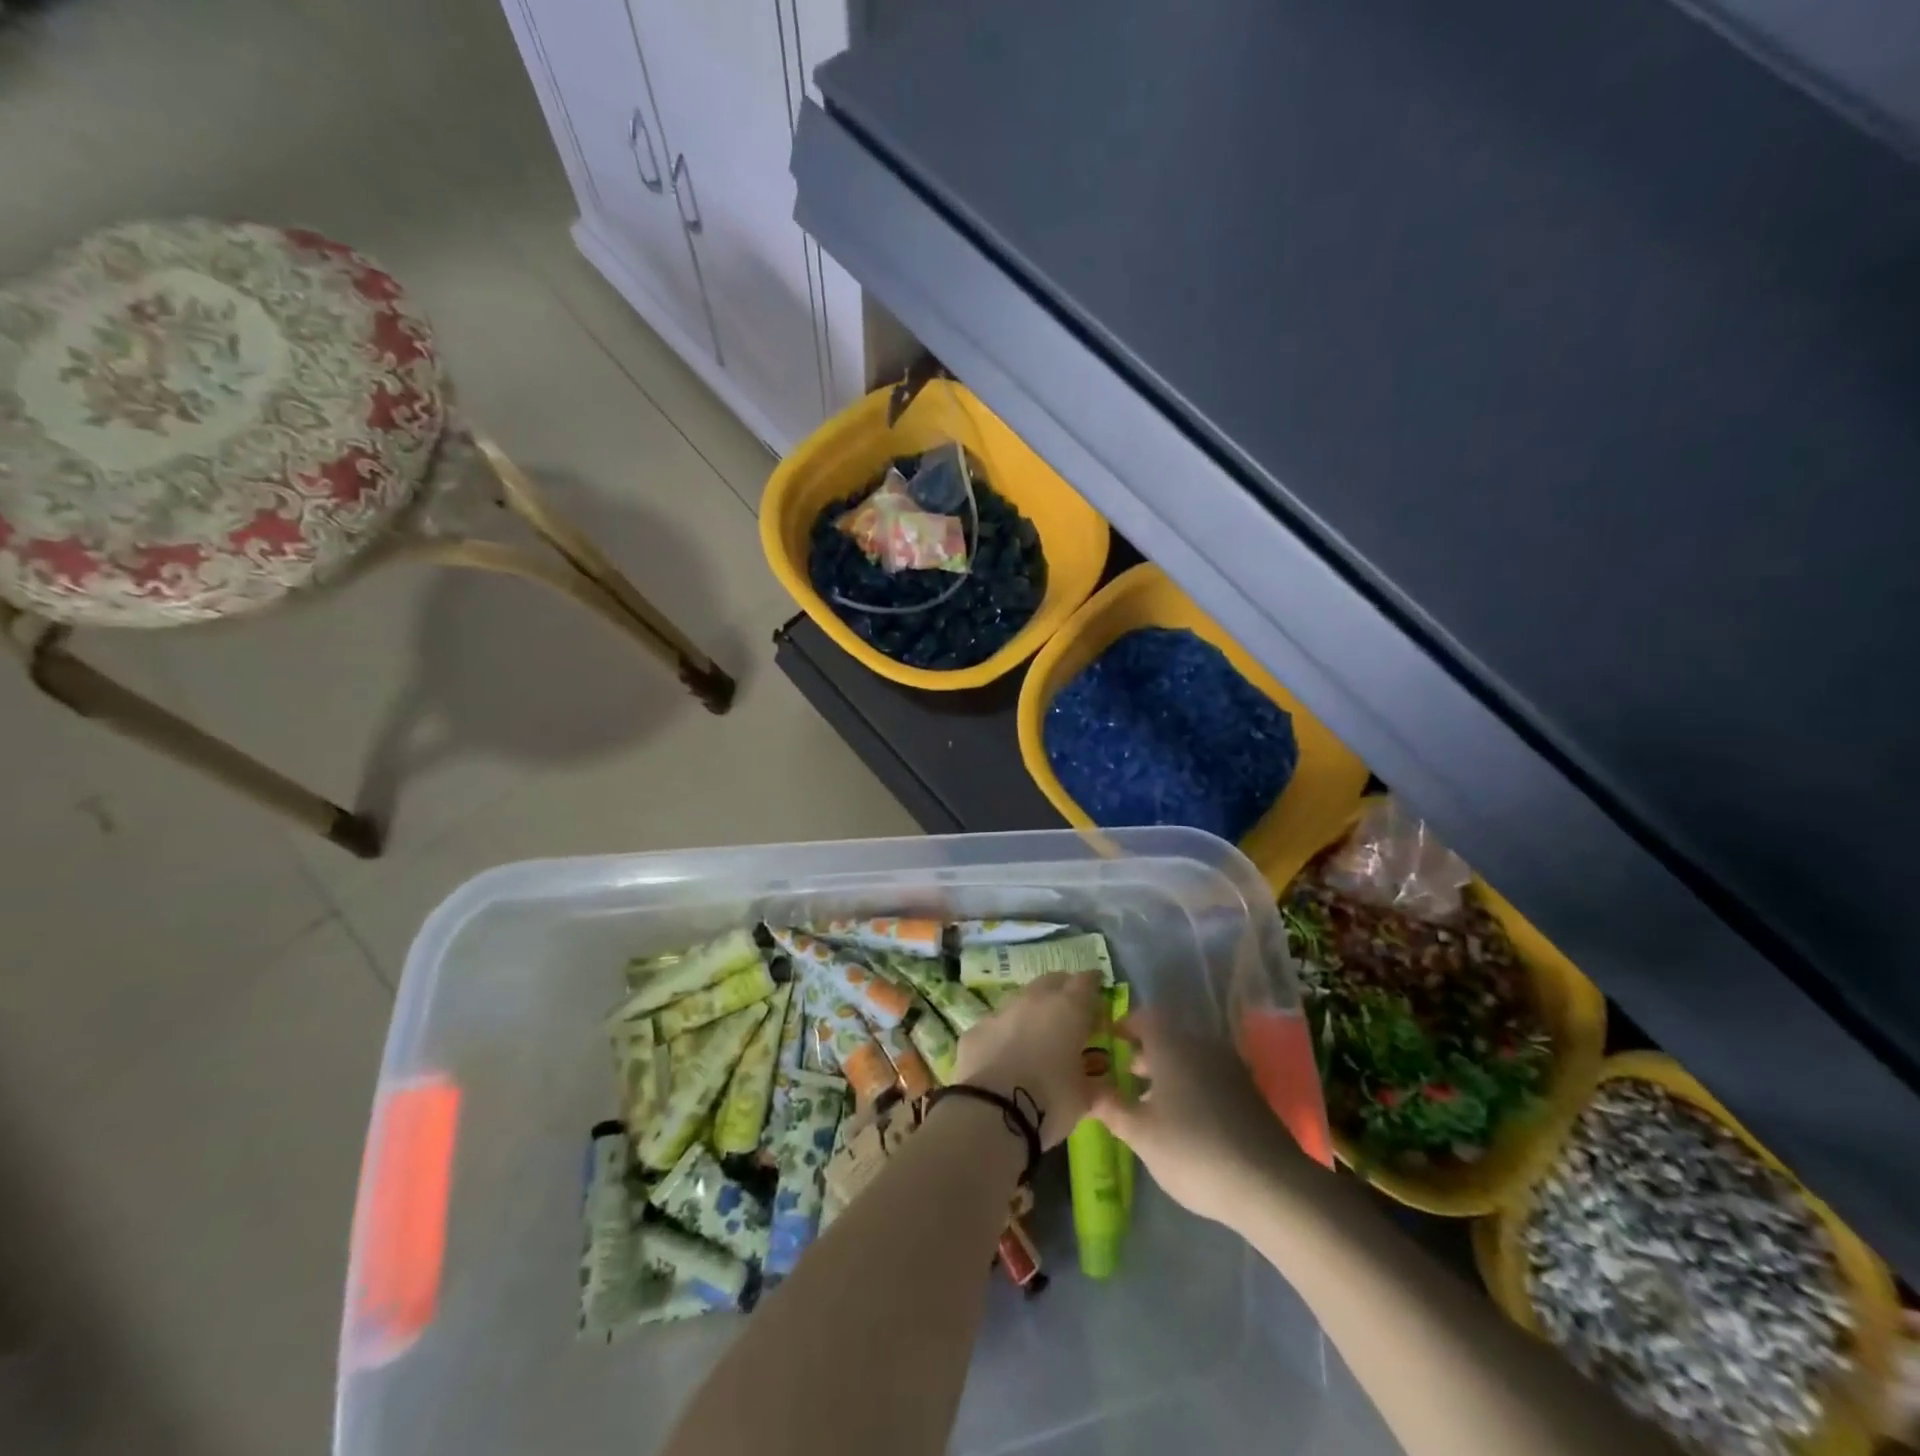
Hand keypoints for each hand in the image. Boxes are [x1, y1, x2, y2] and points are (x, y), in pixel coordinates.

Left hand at [951, 972, 1102, 1148]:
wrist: (990, 1113)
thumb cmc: (1049, 1101)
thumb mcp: (1084, 1099)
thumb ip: (1097, 1086)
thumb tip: (1106, 1090)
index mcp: (1068, 1009)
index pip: (1086, 982)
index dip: (1093, 984)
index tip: (1098, 992)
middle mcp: (1033, 1000)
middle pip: (1051, 981)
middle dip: (1062, 990)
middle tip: (1070, 1012)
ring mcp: (1000, 1012)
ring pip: (1020, 1000)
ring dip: (1031, 1012)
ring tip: (1037, 1036)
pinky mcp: (975, 1030)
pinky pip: (995, 1025)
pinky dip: (1004, 1034)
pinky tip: (1005, 1056)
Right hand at [1091, 1012, 1299, 1229]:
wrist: (1270, 1184)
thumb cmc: (1192, 1150)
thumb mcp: (1140, 1133)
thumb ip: (1110, 1107)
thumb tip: (1085, 1088)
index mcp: (1172, 1044)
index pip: (1144, 1017)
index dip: (1125, 1025)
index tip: (1109, 1039)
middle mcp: (1201, 1045)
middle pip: (1168, 1038)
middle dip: (1144, 1053)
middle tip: (1122, 1073)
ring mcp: (1230, 1068)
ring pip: (1190, 1058)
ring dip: (1168, 1072)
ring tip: (1149, 1102)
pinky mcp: (1249, 1094)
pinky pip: (1210, 1077)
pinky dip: (1191, 1087)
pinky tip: (1184, 1120)